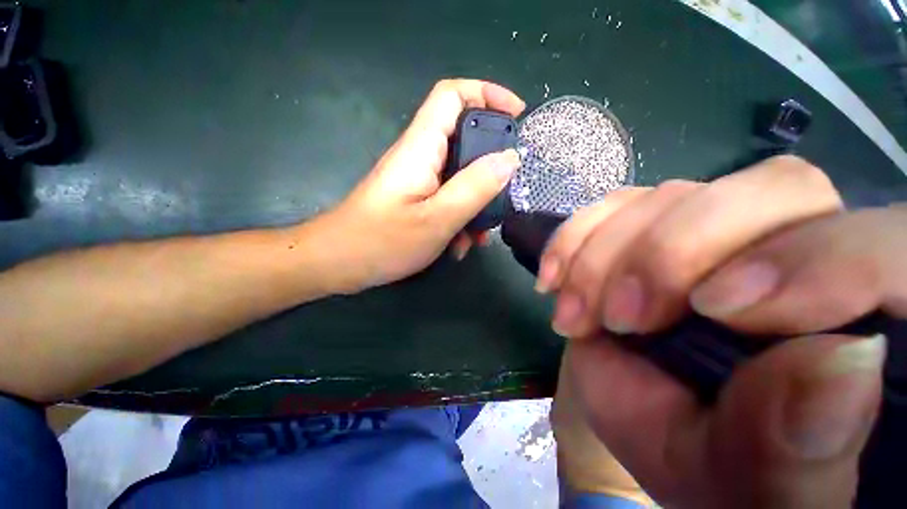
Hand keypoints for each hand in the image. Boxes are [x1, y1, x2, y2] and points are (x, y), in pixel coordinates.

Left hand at [314, 79, 524, 293]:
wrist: (339, 263)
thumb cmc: (382, 241)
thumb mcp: (437, 219)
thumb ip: (475, 188)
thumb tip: (509, 159)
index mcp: (421, 148)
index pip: (453, 96)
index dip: (488, 94)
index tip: (518, 115)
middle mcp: (420, 156)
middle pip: (463, 140)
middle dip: (490, 166)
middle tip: (506, 192)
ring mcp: (418, 180)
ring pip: (459, 177)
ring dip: (475, 203)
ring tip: (480, 236)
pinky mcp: (415, 199)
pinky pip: (447, 198)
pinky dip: (460, 218)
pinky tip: (461, 246)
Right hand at [542, 156, 902, 506]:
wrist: (653, 425)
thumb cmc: (714, 467)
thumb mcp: (753, 482)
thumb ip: (806, 444)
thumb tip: (843, 366)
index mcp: (862, 316)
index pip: (883, 245)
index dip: (815, 261)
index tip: (715, 312)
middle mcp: (797, 248)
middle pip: (769, 190)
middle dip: (674, 252)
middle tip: (623, 319)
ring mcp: (714, 230)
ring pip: (671, 196)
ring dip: (605, 254)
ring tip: (576, 315)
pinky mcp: (648, 228)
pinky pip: (610, 207)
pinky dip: (573, 238)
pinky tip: (554, 279)